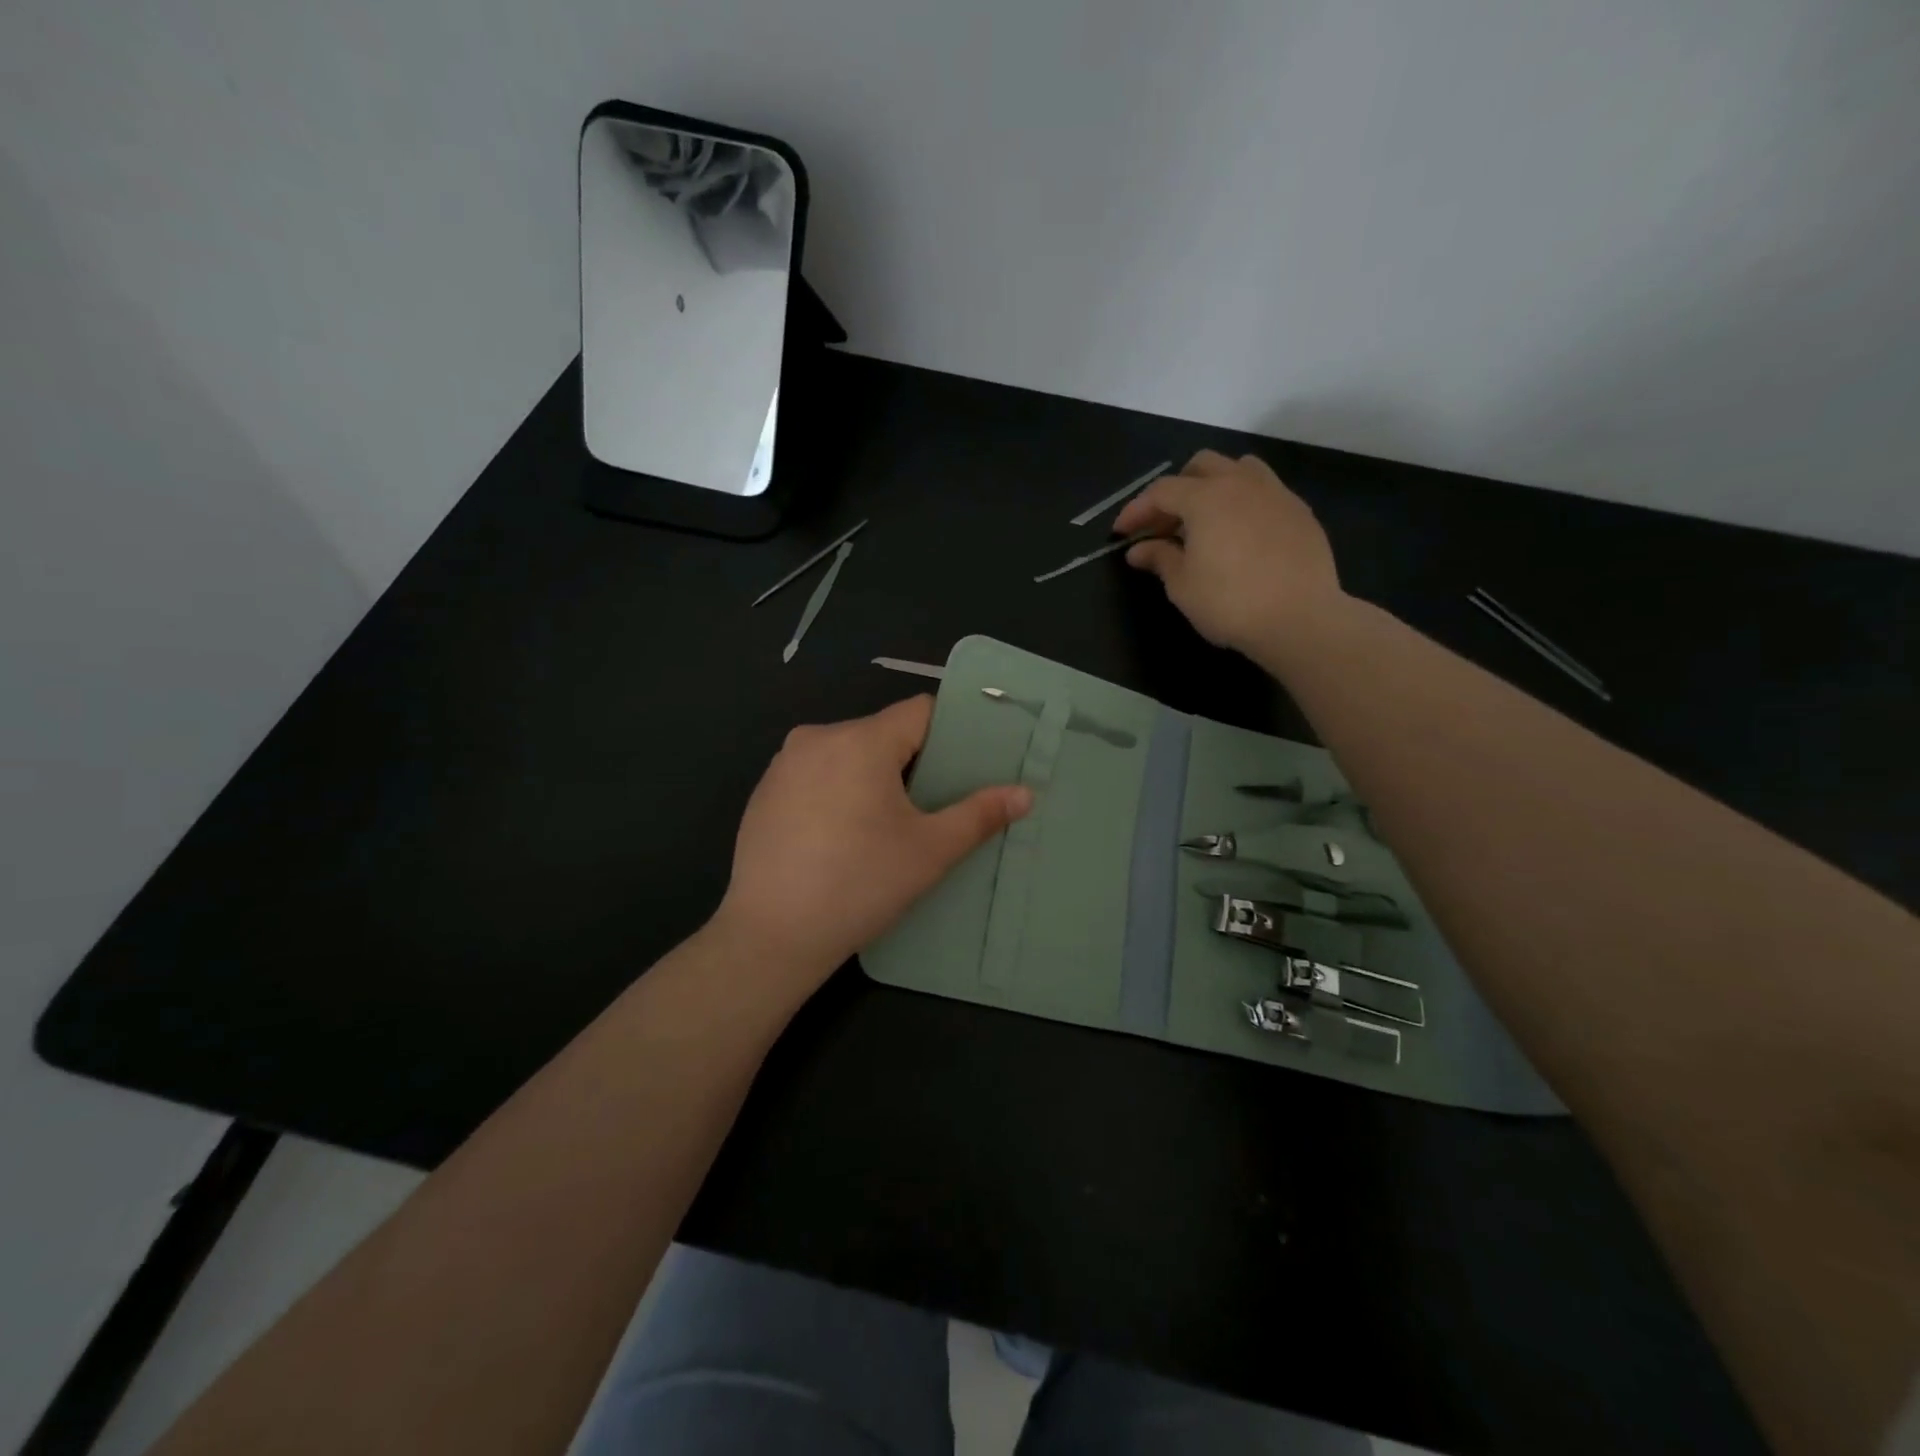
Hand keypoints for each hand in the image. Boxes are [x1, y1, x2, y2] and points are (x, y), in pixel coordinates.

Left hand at [714, 696, 1031, 993]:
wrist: (772, 935)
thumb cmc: (860, 884)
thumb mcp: (930, 851)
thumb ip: (979, 814)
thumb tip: (1025, 794)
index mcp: (860, 740)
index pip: (920, 712)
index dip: (950, 734)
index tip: (967, 766)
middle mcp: (817, 737)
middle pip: (883, 733)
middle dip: (913, 762)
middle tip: (934, 804)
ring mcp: (784, 764)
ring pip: (848, 754)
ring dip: (873, 777)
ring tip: (890, 824)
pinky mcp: (764, 792)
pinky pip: (816, 775)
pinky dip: (837, 791)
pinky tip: (842, 836)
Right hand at [1114, 450, 1343, 655]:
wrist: (1300, 619)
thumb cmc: (1229, 603)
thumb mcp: (1182, 585)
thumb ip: (1159, 559)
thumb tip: (1138, 550)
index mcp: (1205, 498)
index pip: (1161, 491)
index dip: (1136, 510)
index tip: (1121, 533)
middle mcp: (1240, 483)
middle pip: (1201, 466)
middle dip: (1176, 489)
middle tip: (1164, 524)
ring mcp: (1276, 493)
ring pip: (1239, 468)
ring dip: (1214, 485)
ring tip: (1205, 519)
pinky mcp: (1300, 512)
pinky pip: (1265, 491)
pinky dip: (1243, 503)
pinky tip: (1240, 534)